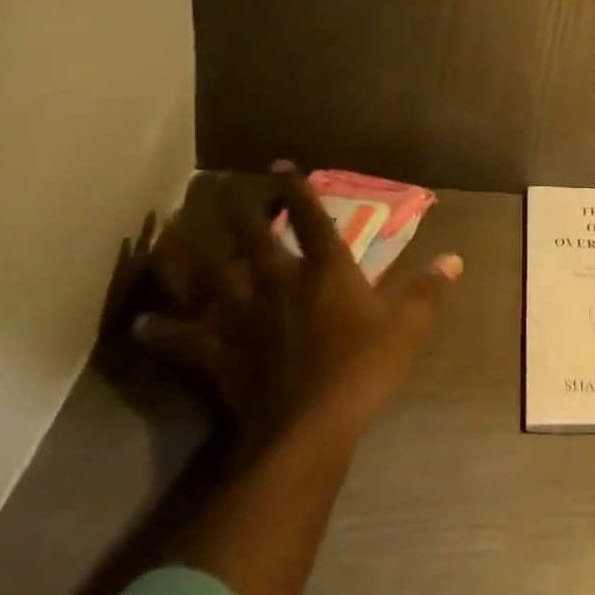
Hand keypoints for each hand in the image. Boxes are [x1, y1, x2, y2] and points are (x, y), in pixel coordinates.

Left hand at [135, 163, 461, 448]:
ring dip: (187, 257)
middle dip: (236, 212)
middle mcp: (279, 284)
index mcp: (325, 270)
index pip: (311, 218)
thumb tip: (454, 259)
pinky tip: (140, 323)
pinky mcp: (220, 356)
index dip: (295, 190)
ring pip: (209, 280)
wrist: (308, 429)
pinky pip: (185, 341)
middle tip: (217, 189)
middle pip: (252, 240)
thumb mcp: (407, 326)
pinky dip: (162, 332)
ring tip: (165, 235)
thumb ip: (427, 289)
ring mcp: (244, 319)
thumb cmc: (362, 368)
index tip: (277, 166)